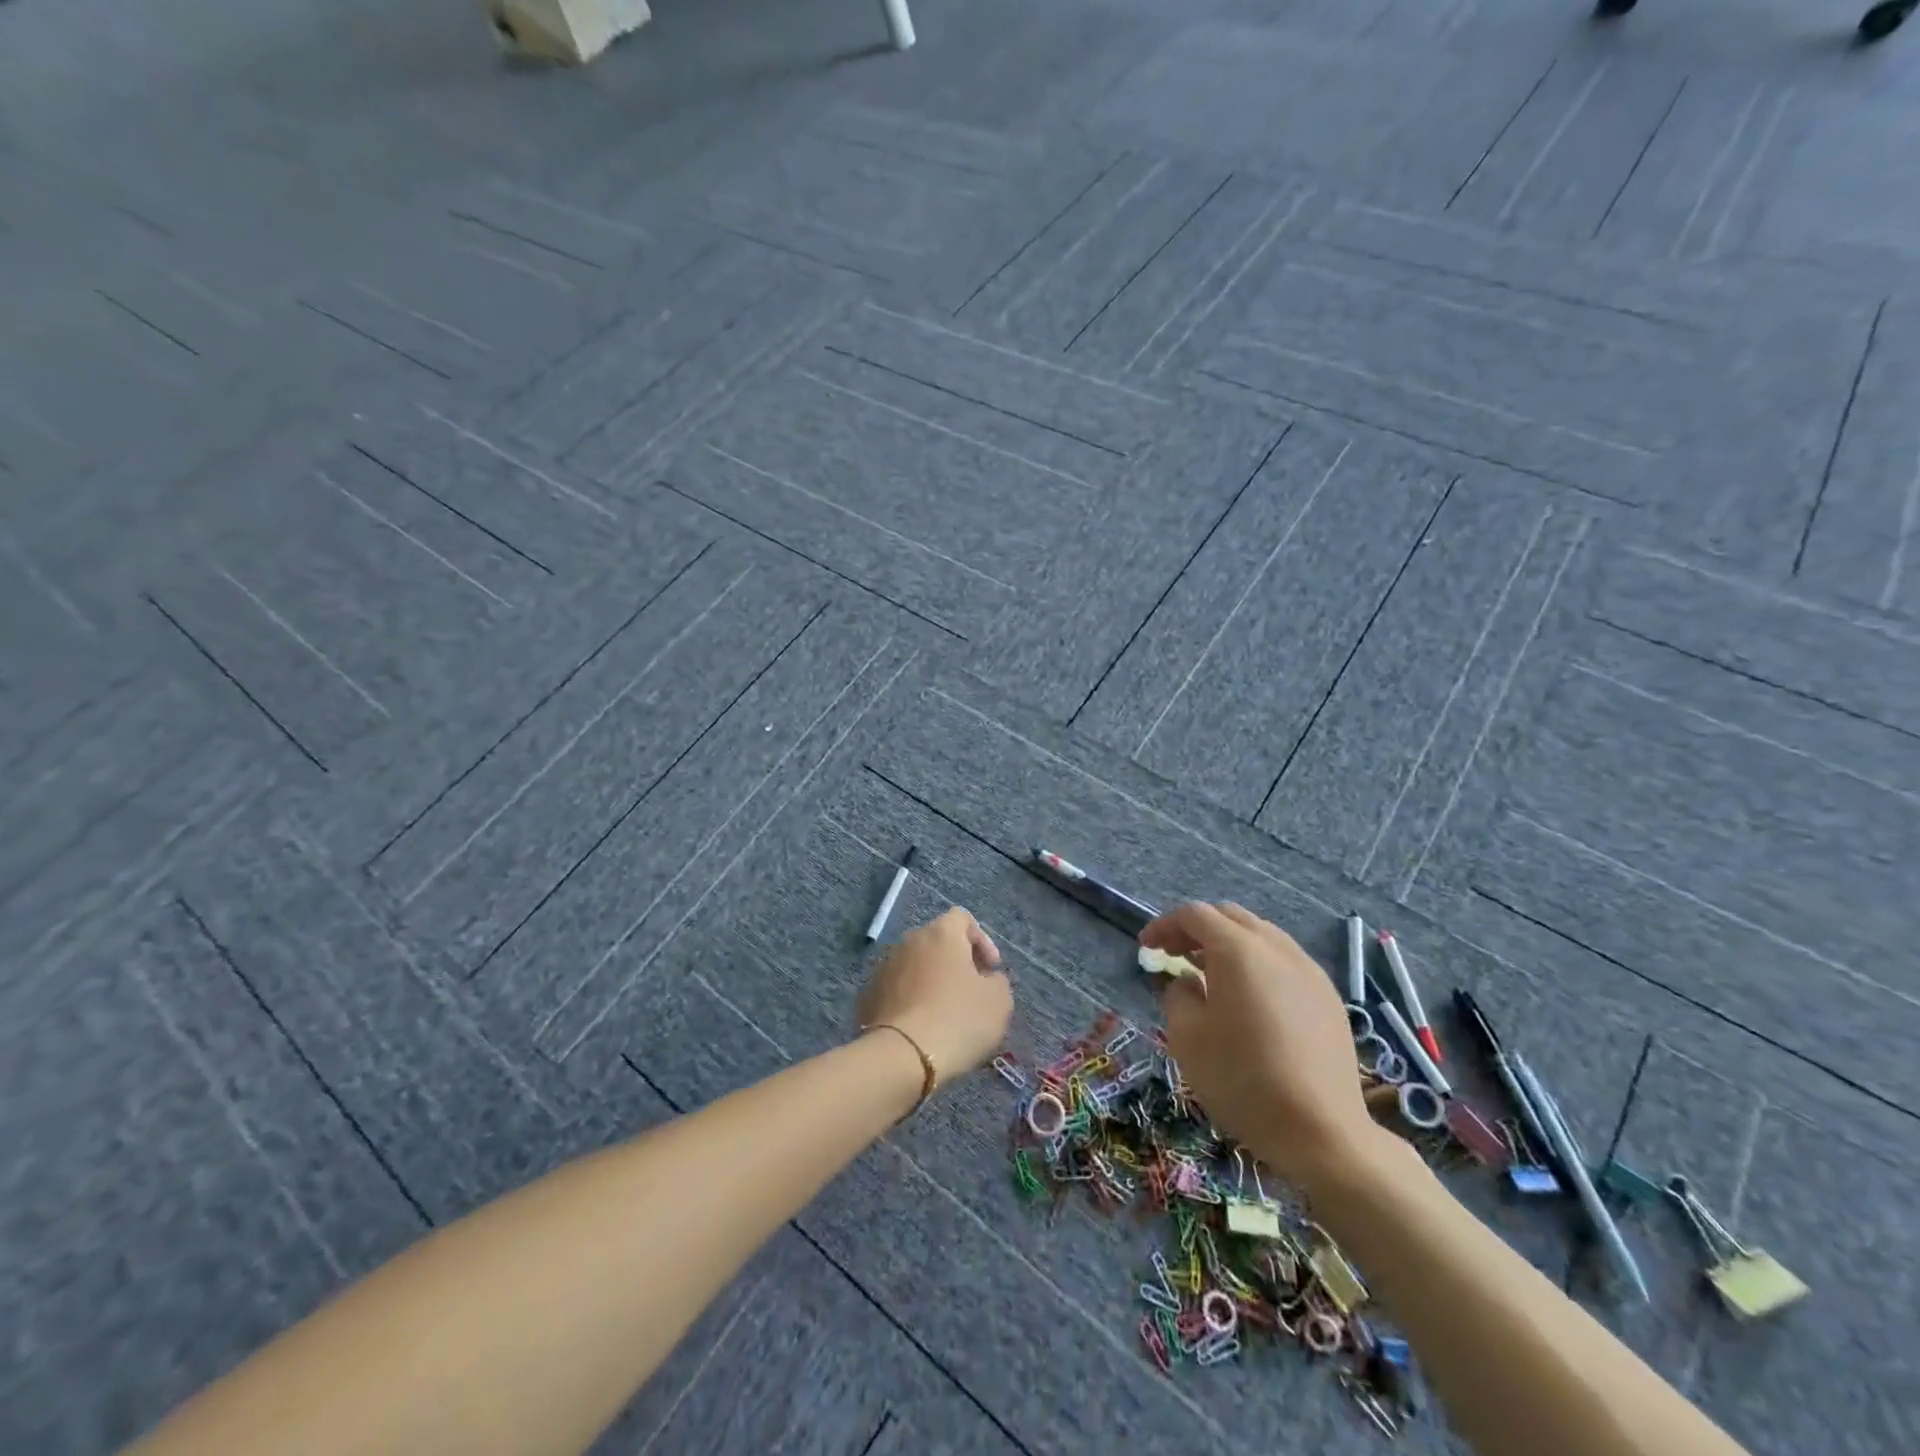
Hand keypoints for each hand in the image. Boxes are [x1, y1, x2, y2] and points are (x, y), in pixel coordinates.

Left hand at [857, 907, 1012, 1088]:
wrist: (902, 1056)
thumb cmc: (958, 1019)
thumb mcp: (998, 1001)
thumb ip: (997, 981)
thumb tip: (985, 979)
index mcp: (941, 933)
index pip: (962, 918)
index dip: (982, 940)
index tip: (991, 970)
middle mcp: (909, 941)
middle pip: (937, 942)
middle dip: (956, 962)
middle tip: (971, 991)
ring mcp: (884, 967)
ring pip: (915, 966)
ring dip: (931, 982)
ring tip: (945, 1014)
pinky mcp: (868, 995)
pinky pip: (897, 990)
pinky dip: (911, 1001)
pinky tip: (921, 1028)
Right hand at [1142, 903, 1374, 1188]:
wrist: (1322, 1131)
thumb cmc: (1242, 1080)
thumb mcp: (1187, 1038)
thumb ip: (1177, 995)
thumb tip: (1186, 981)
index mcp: (1238, 950)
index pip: (1195, 915)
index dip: (1164, 925)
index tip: (1146, 948)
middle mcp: (1276, 948)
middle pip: (1230, 916)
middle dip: (1196, 929)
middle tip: (1174, 955)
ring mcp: (1308, 970)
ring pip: (1261, 936)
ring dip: (1229, 944)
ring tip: (1209, 975)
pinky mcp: (1328, 997)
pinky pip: (1284, 961)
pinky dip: (1257, 964)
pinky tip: (1250, 999)